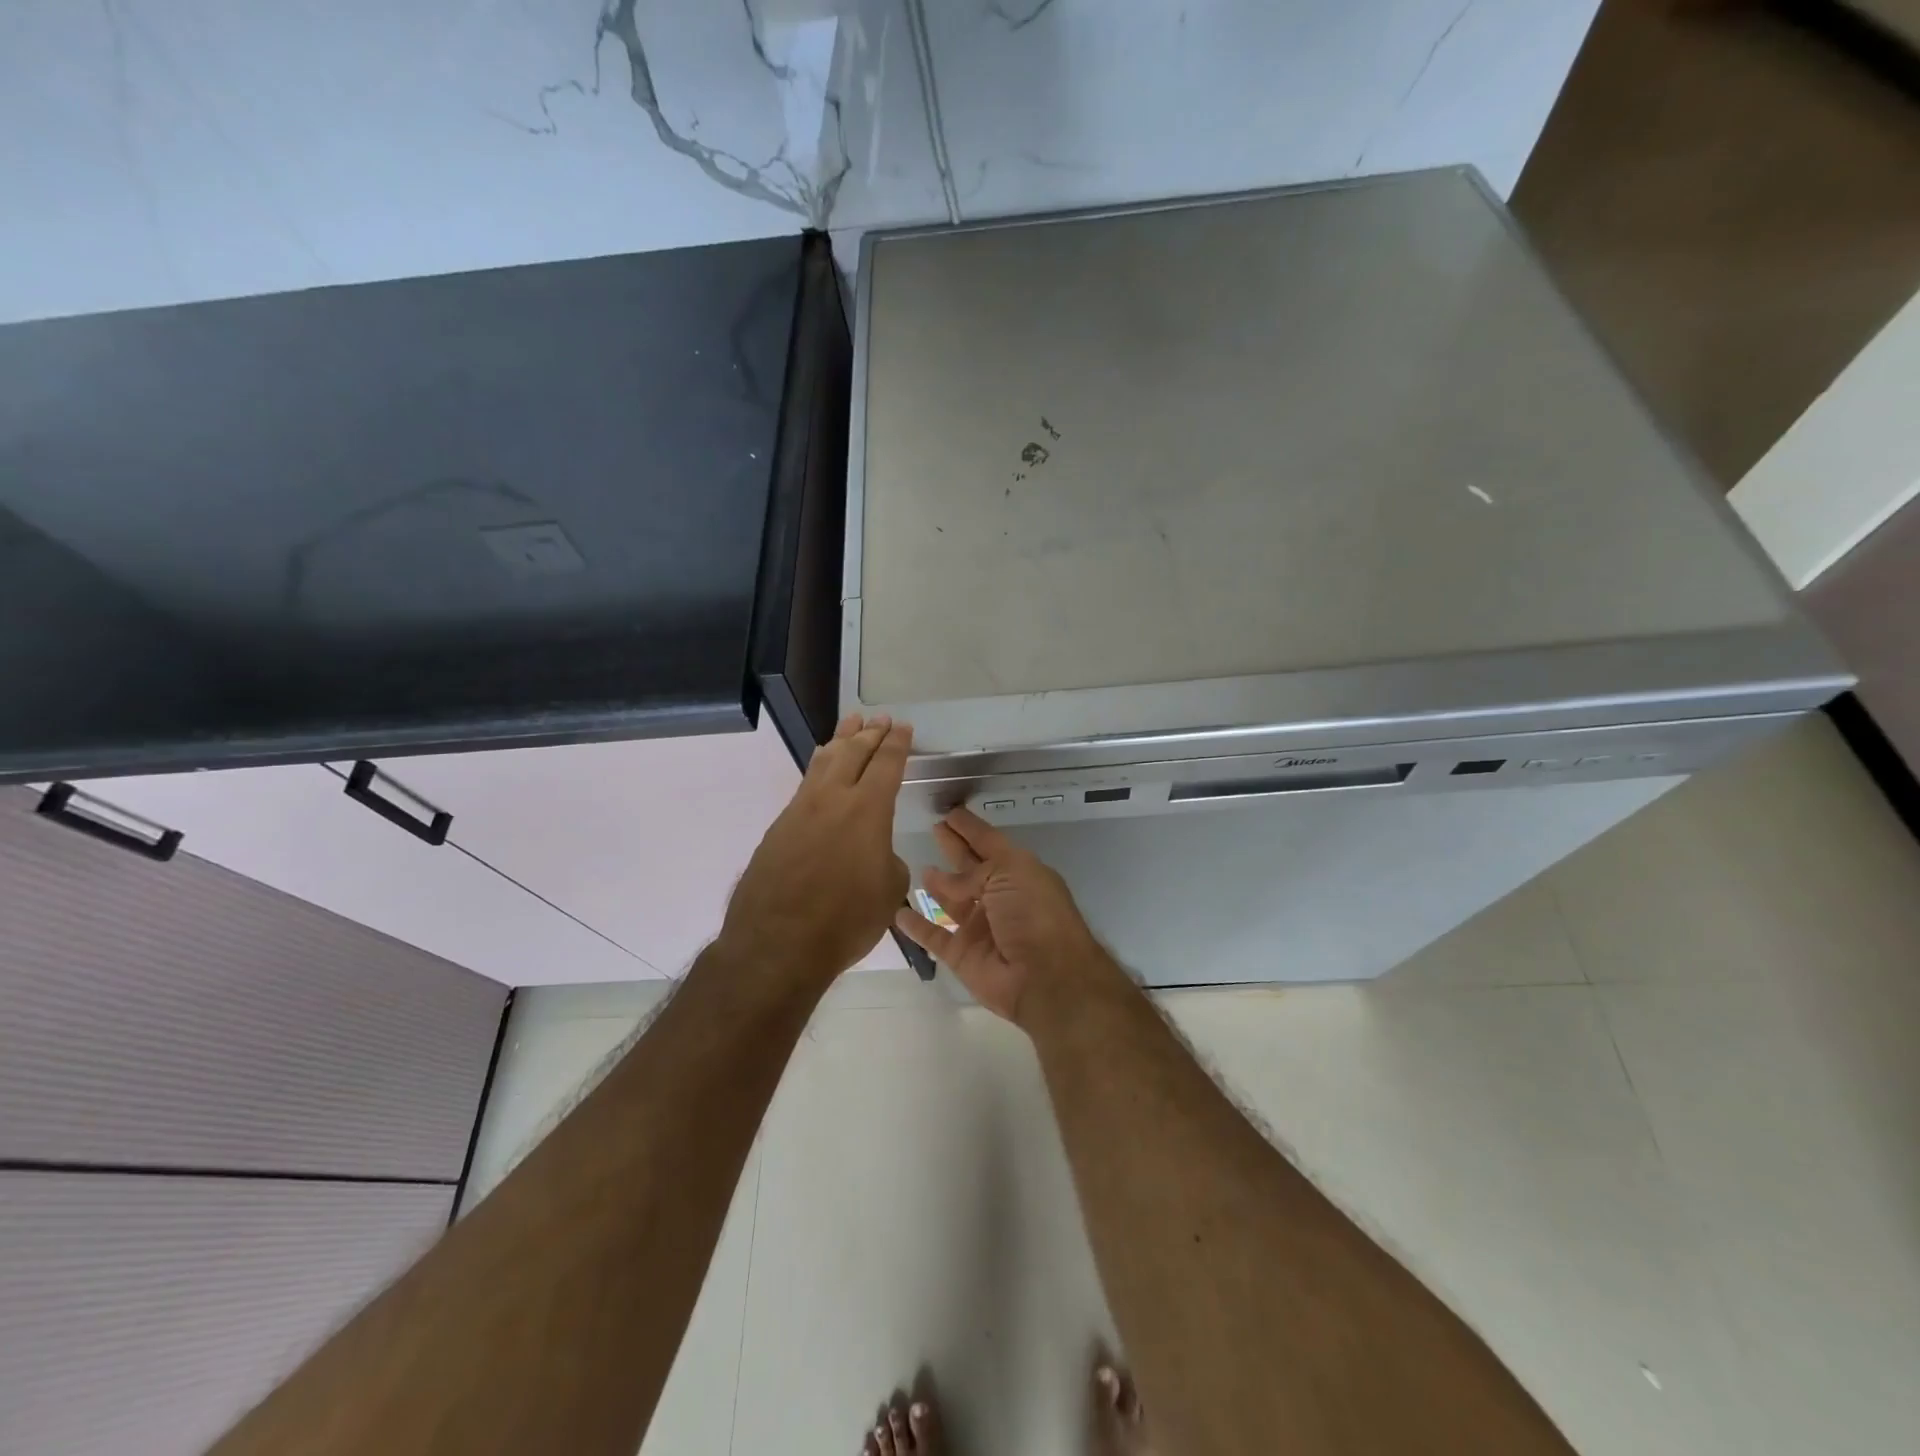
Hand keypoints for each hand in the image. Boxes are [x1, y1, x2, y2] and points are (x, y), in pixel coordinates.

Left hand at [721, 714, 911, 984]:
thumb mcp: (889, 890)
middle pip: (853, 752)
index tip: (903, 727)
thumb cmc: (845, 919)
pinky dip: (820, 768)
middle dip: (870, 733)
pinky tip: (821, 769)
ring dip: (840, 740)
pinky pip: (805, 784)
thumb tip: (874, 853)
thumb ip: (887, 860)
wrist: (777, 943)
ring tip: (850, 723)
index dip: (897, 744)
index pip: (886, 763)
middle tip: (880, 719)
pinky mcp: (779, 827)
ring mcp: (800, 810)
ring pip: (823, 762)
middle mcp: (832, 798)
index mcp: (867, 809)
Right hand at [894, 807, 1105, 1025]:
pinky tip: (898, 912)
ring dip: (938, 885)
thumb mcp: (1010, 873)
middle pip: (971, 868)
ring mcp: (980, 927)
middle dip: (954, 848)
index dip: (970, 828)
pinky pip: (934, 936)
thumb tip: (947, 878)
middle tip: (934, 829)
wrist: (1044, 977)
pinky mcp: (962, 954)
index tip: (950, 813)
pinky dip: (917, 926)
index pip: (989, 843)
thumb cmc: (1034, 914)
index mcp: (1018, 873)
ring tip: (919, 867)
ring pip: (953, 901)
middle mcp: (1000, 897)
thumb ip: (975, 870)